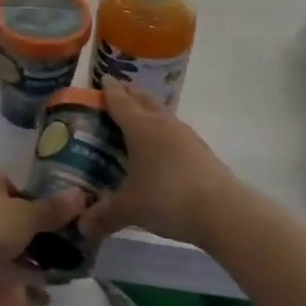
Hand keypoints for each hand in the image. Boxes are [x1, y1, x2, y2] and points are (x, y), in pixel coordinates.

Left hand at [0, 164, 86, 271]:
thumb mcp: (28, 216)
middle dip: (33, 231)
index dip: (36, 202)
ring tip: (53, 269)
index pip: (16, 185)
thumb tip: (81, 195)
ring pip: (4, 238)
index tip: (54, 221)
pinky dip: (16, 268)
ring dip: (26, 253)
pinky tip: (38, 284)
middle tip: (58, 247)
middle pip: (11, 212)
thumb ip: (53, 209)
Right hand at [82, 82, 234, 247]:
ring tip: (137, 117)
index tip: (101, 79)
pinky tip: (160, 145)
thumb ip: (104, 215)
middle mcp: (162, 123)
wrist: (223, 211)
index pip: (119, 100)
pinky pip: (174, 129)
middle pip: (142, 98)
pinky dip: (162, 128)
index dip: (108, 90)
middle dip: (128, 92)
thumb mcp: (130, 209)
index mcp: (140, 127)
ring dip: (147, 108)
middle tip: (115, 93)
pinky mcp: (200, 149)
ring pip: (161, 111)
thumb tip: (82, 227)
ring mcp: (184, 134)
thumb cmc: (168, 198)